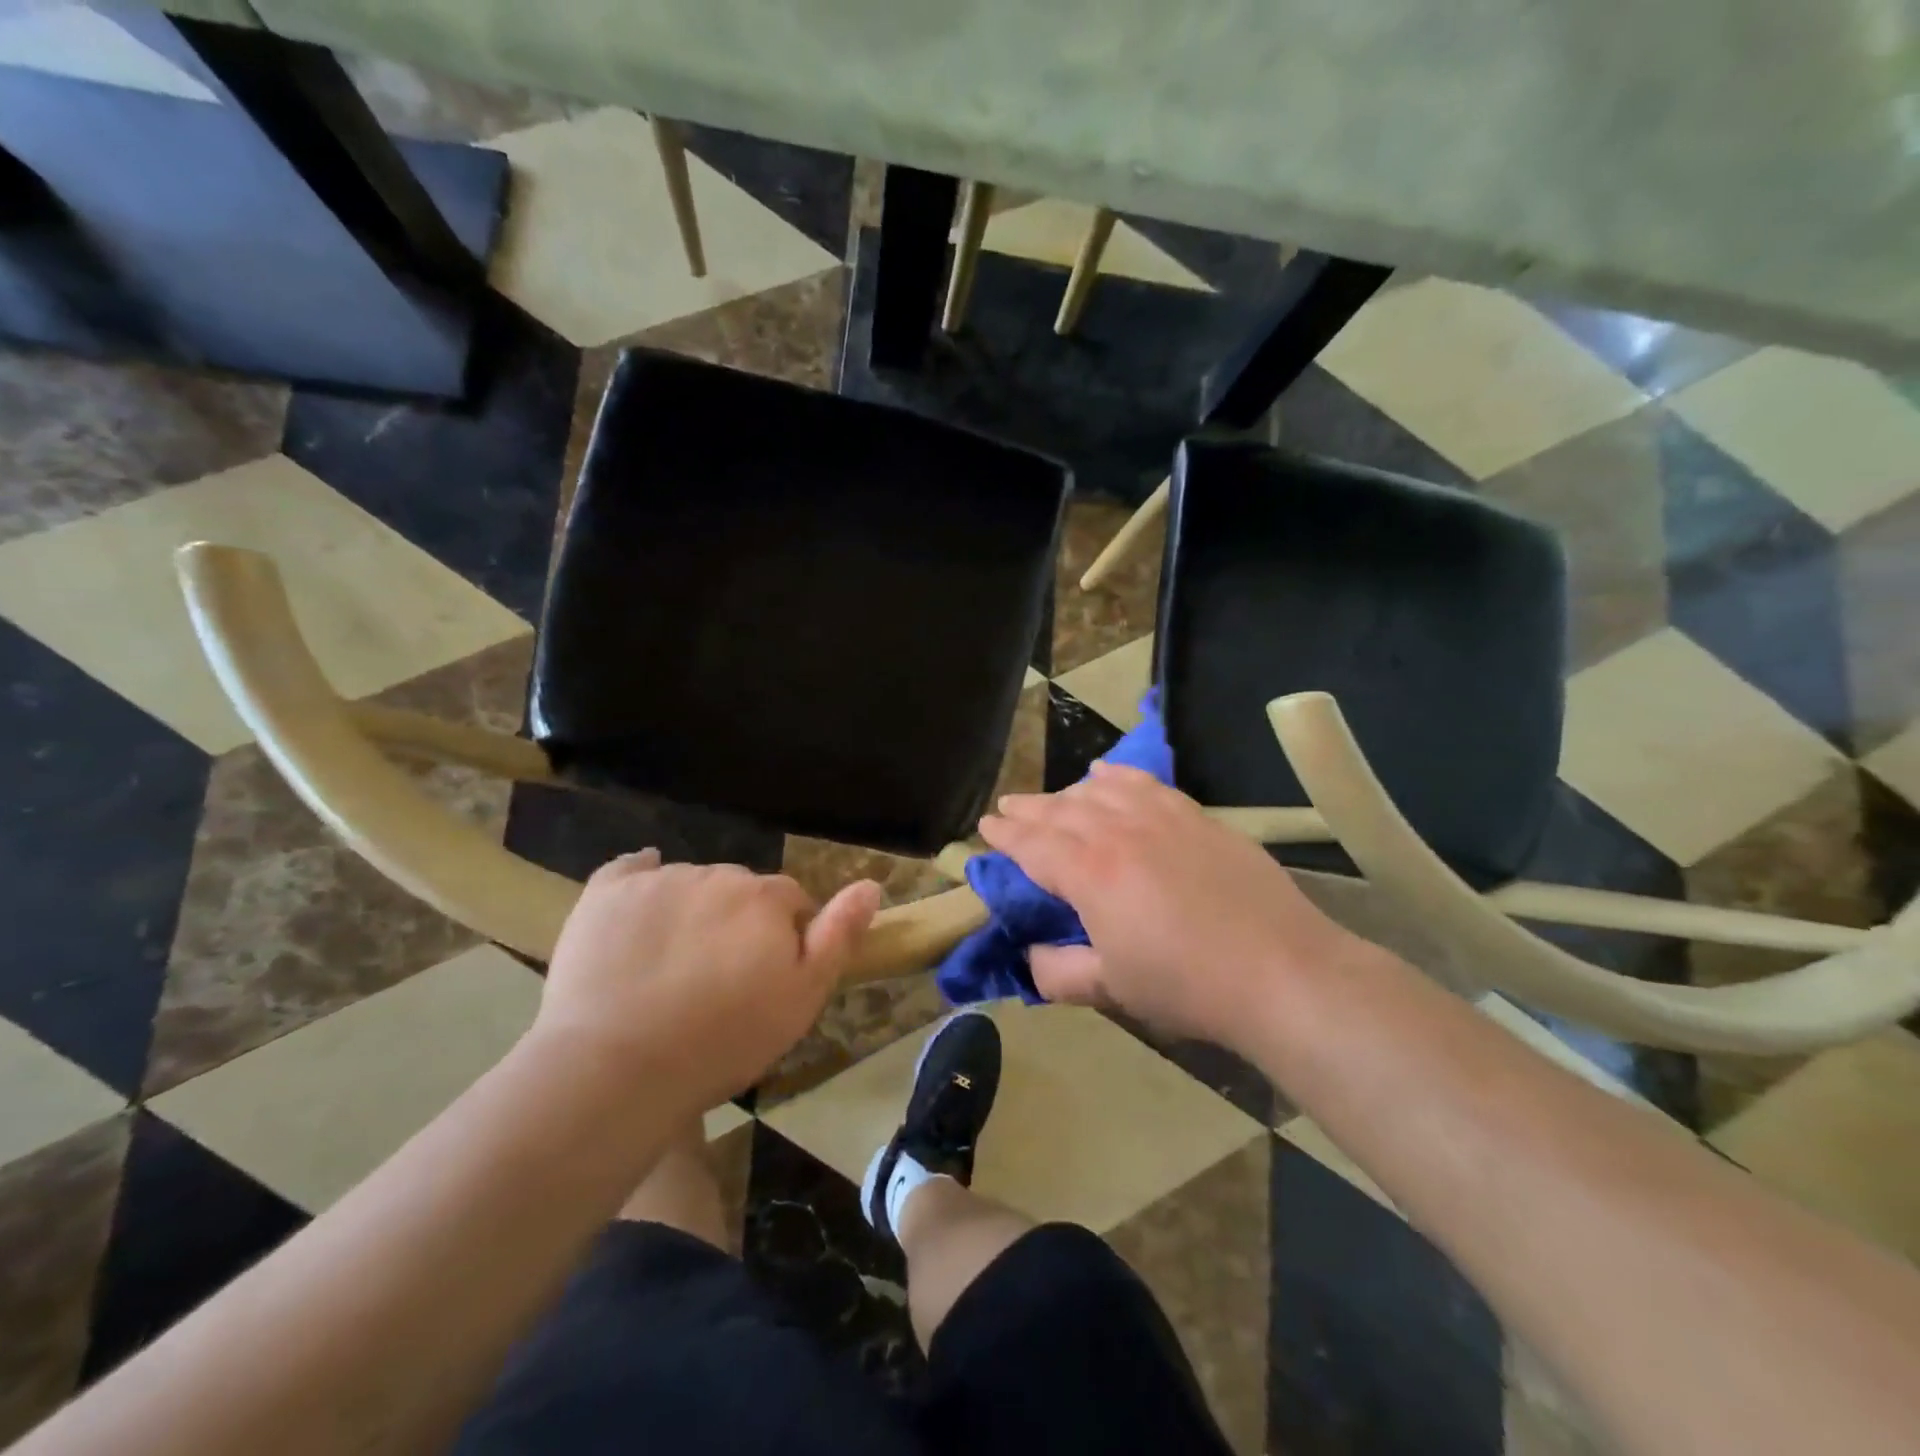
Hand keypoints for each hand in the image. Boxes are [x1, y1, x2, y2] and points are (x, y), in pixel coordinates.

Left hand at [533, 851, 881, 1113]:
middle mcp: (718, 875)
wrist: (617, 1068)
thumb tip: (870, 885)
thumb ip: (838, 936)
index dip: (785, 935)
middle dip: (739, 921)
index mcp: (766, 898)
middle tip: (719, 976)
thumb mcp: (802, 998)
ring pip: (691, 883)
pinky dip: (641, 877)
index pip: (790, 901)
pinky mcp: (607, 893)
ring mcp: (660, 881)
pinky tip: (641, 898)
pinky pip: (632, 868)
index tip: (768, 975)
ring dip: (693, 910)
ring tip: (672, 965)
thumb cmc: (723, 1040)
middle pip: (740, 890)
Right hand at [979, 763, 1357, 1046]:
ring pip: (1100, 792)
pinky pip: (1145, 784)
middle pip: (1062, 811)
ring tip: (1054, 799)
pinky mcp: (1197, 817)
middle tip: (1008, 807)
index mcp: (1090, 873)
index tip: (986, 826)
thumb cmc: (1187, 986)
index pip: (1034, 844)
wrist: (1281, 971)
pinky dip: (1117, 777)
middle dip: (1029, 808)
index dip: (1006, 835)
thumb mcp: (1111, 990)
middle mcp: (1119, 833)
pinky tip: (1105, 775)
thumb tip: (1031, 953)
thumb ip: (1058, 972)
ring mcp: (1162, 818)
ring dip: (1068, 793)